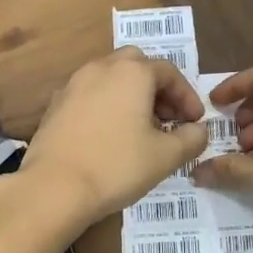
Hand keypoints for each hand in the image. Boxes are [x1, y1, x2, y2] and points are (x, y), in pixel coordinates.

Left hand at [17, 48, 208, 234]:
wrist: (53, 187)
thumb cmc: (116, 166)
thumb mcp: (166, 156)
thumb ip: (191, 138)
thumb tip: (198, 130)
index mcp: (132, 73)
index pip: (169, 72)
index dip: (187, 96)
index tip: (195, 122)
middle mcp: (100, 68)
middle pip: (136, 65)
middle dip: (157, 87)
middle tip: (167, 118)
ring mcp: (73, 84)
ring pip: (110, 77)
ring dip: (130, 95)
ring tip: (140, 128)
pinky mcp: (55, 105)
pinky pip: (89, 95)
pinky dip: (106, 105)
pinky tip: (109, 135)